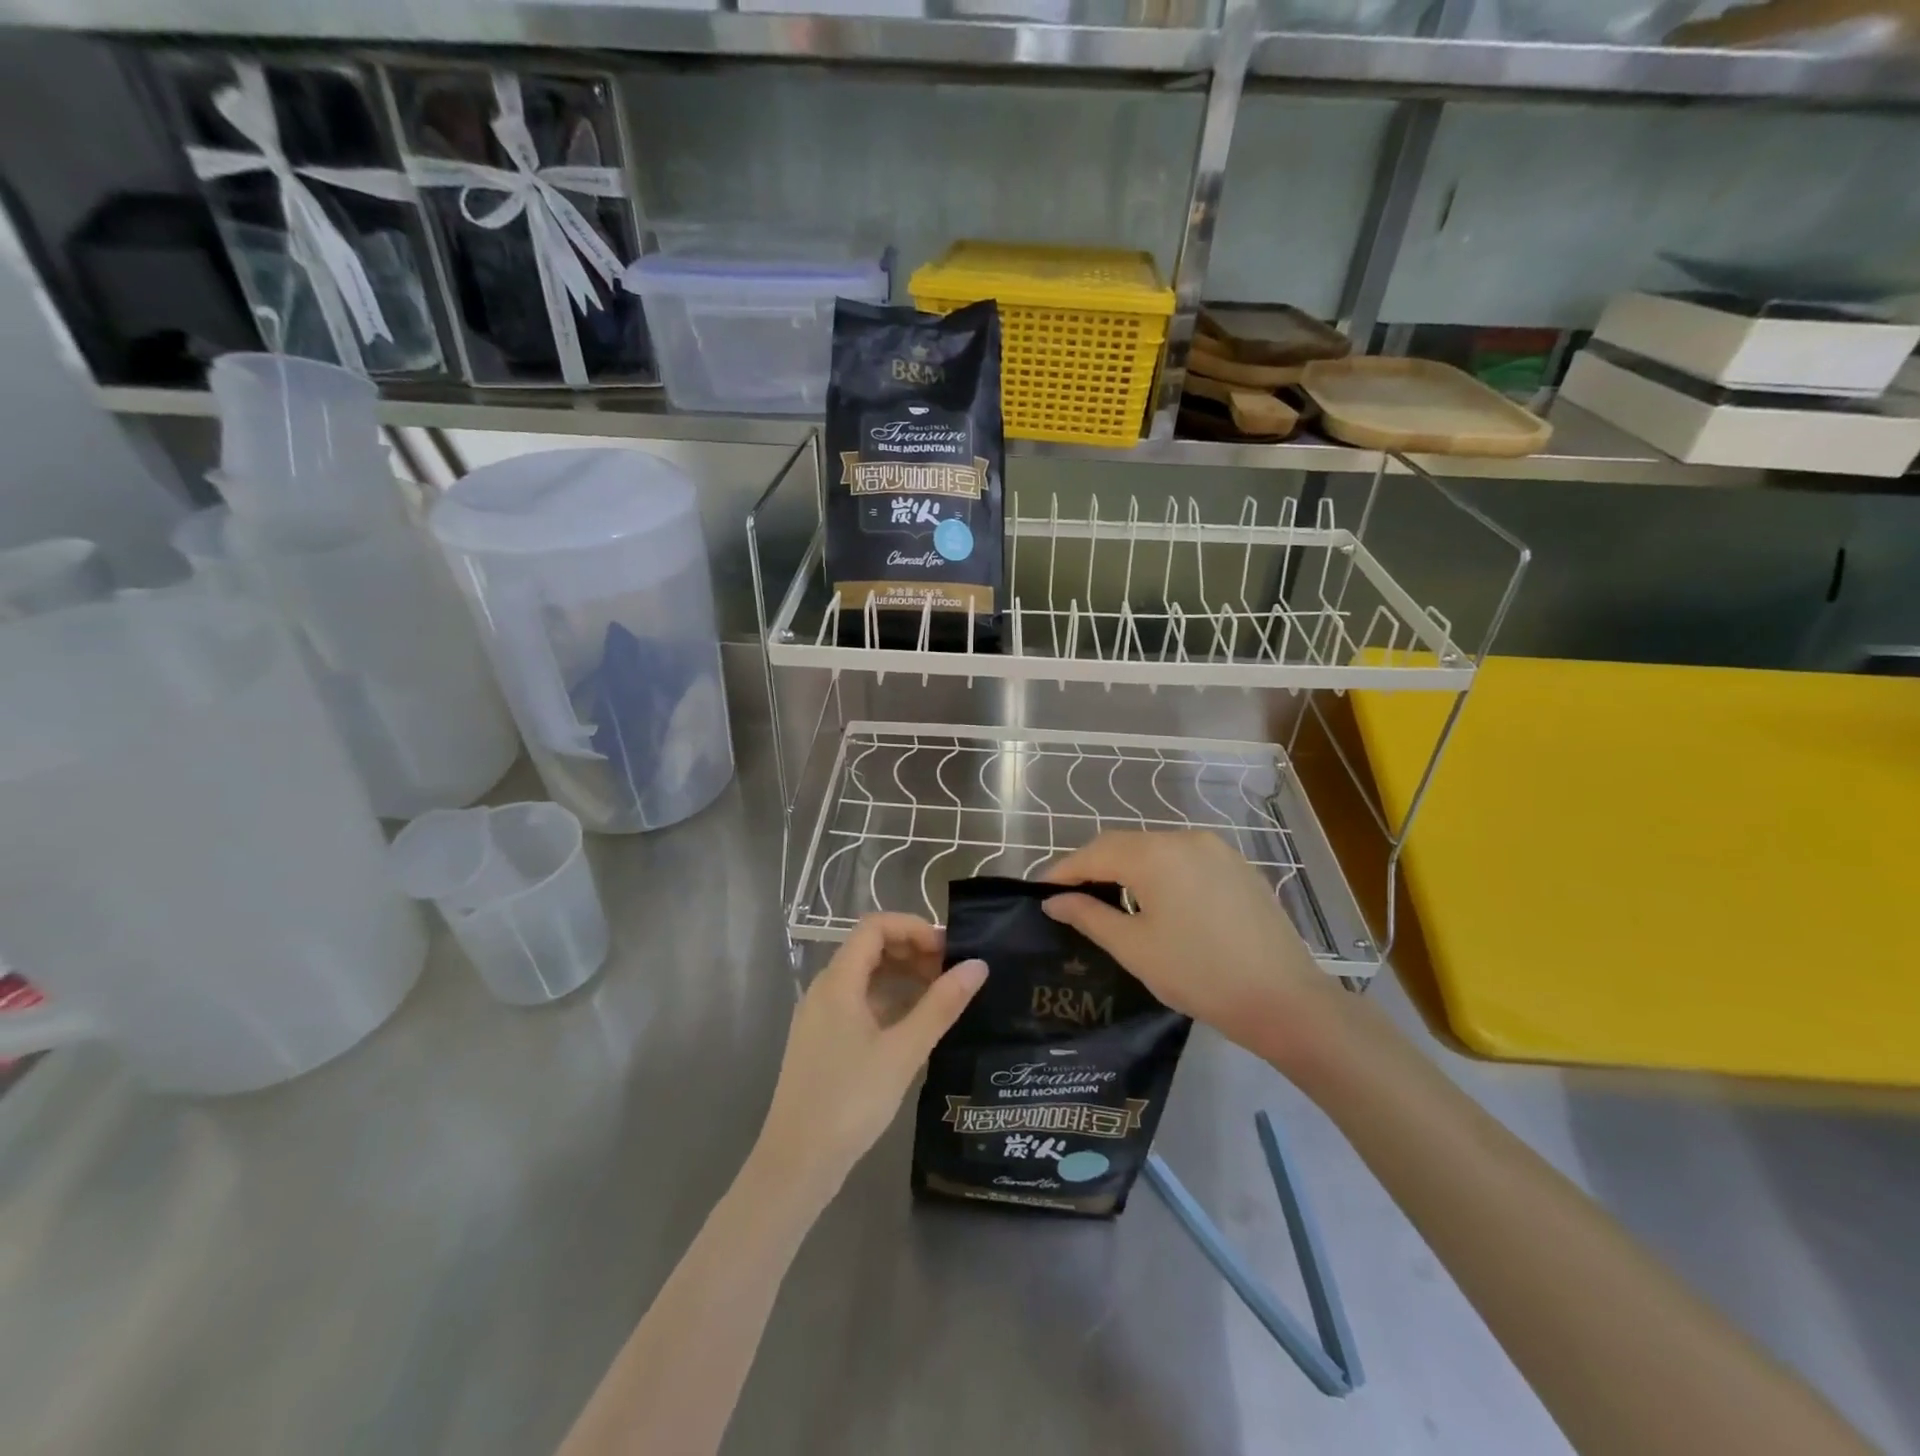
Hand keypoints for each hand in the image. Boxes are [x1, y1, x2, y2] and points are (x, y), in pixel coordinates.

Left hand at [753, 914, 986, 1208]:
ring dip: (902, 975)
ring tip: (940, 995)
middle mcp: (824, 989)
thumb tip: (978, 965)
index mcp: (838, 982)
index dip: (913, 928)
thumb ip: (941, 1005)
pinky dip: (888, 1000)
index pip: (875, 926)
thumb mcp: (904, 1051)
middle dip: (911, 950)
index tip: (948, 949)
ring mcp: (820, 1016)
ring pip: (865, 976)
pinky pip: (858, 1002)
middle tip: (951, 971)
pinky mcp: (822, 1041)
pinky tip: (914, 1023)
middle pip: (869, 947)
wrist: (796, 1164)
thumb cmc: (850, 1101)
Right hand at [1041, 831, 1344, 1077]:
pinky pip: (1184, 859)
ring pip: (1156, 850)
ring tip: (1108, 899)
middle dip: (1094, 867)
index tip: (1041, 891)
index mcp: (1155, 854)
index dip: (1064, 871)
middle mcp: (1185, 838)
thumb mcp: (1133, 948)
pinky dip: (1160, 872)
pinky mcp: (1237, 866)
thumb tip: (1054, 901)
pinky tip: (1156, 901)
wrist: (1283, 999)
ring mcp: (1216, 849)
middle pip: (1125, 845)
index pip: (1095, 852)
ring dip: (1127, 868)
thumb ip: (1088, 916)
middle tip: (1070, 896)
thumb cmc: (1198, 974)